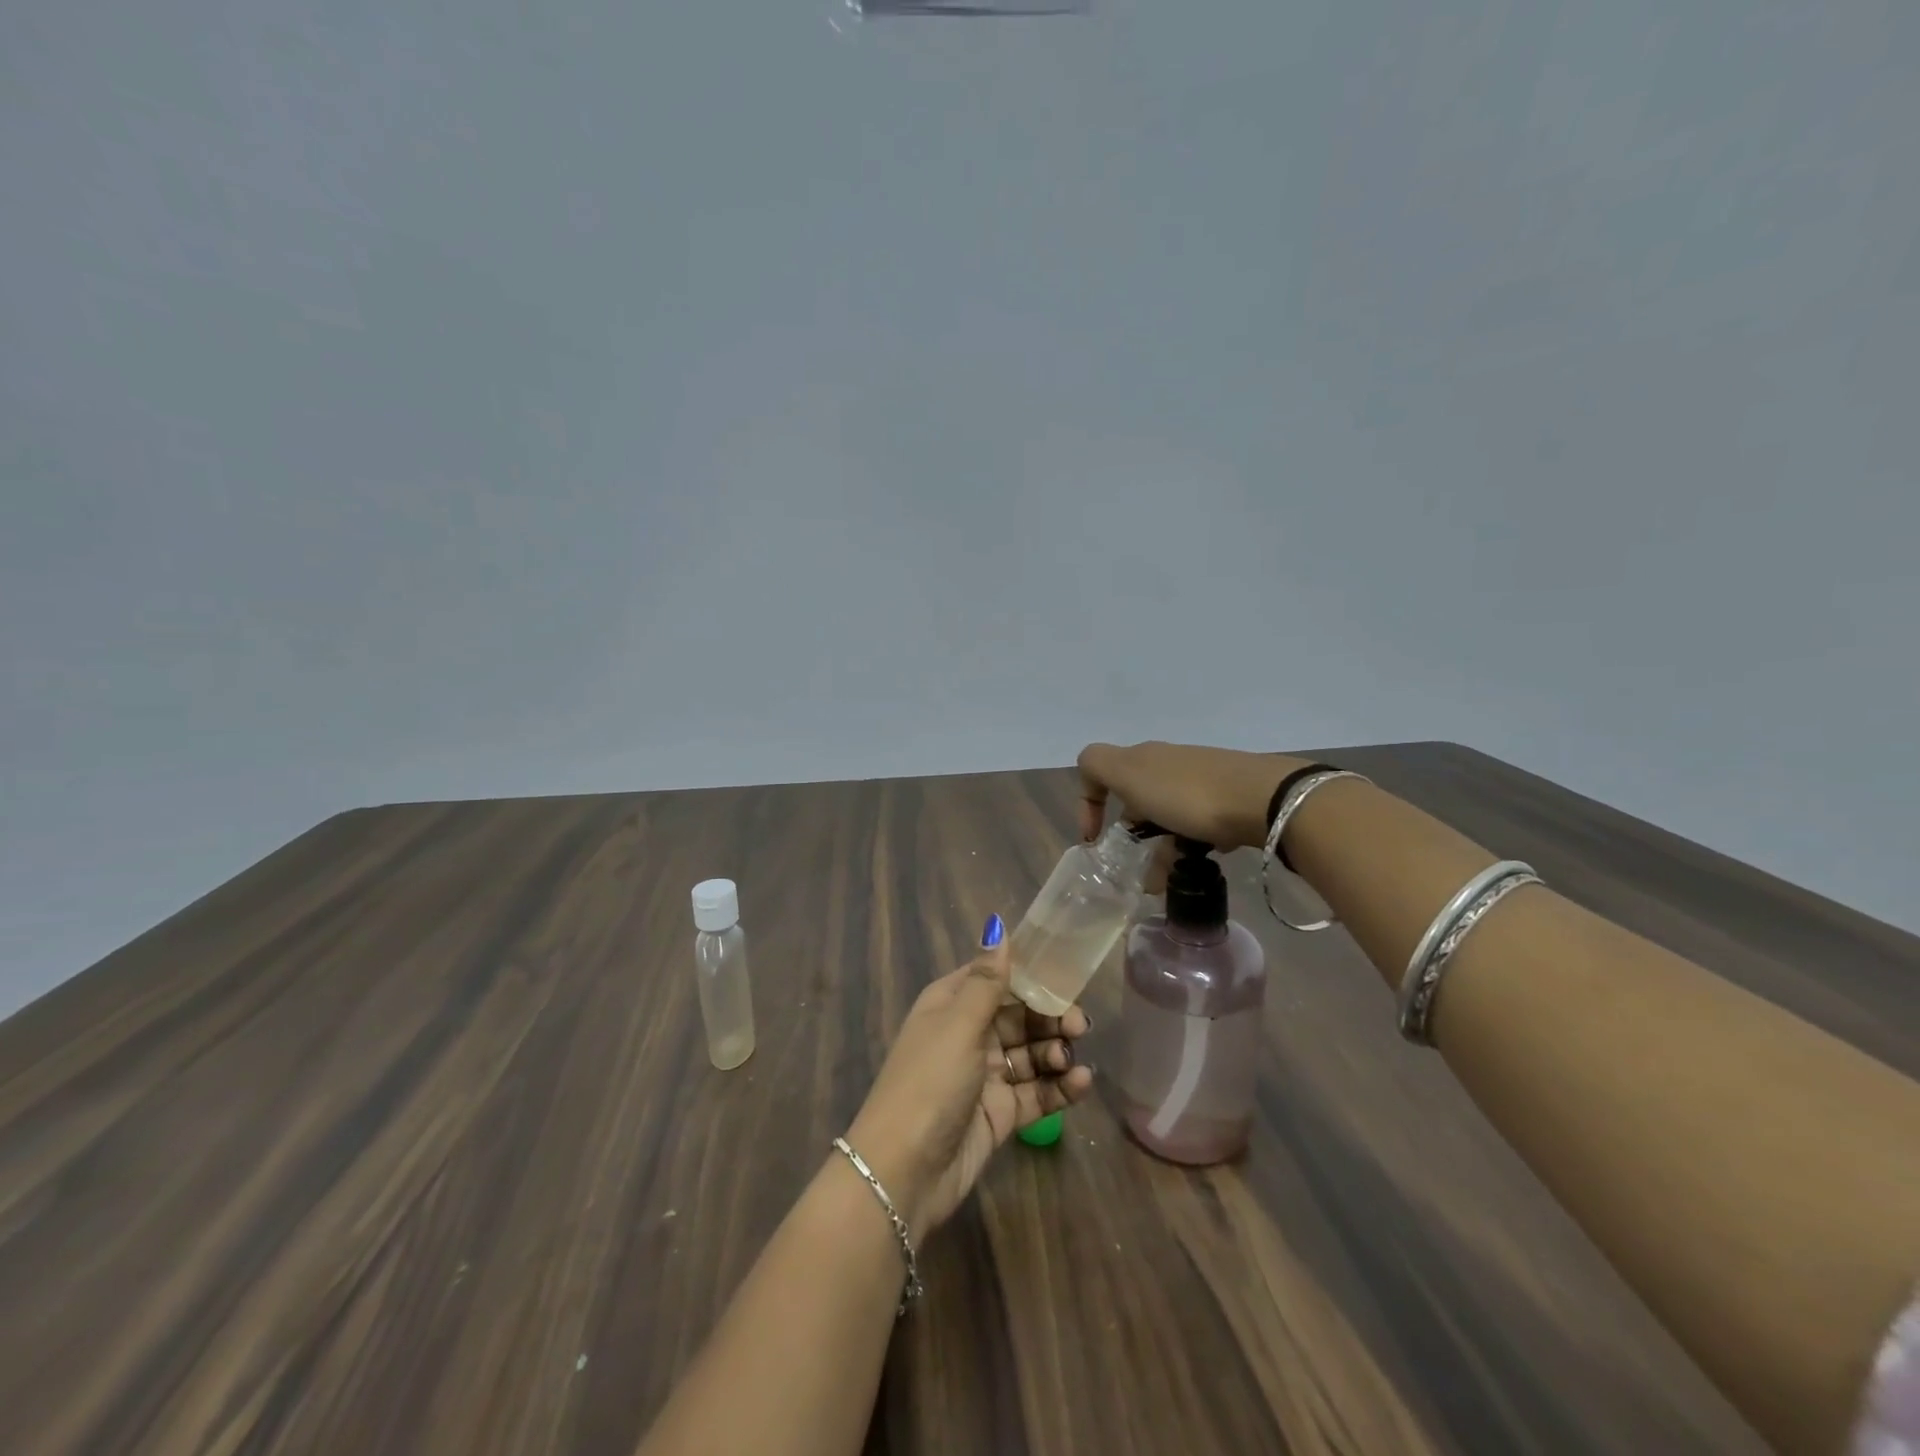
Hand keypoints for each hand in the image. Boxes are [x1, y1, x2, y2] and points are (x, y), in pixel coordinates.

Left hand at [845, 917, 1093, 1233]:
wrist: (903, 1172)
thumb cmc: (929, 1081)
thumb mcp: (959, 1024)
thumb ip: (987, 979)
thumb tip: (997, 925)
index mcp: (951, 1004)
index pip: (996, 978)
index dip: (1031, 976)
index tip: (1066, 977)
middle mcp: (967, 1034)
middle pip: (1019, 1016)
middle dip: (1050, 1018)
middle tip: (1079, 1026)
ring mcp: (984, 1077)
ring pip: (1030, 1055)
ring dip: (1055, 1053)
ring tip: (1070, 1060)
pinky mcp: (998, 1114)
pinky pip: (1035, 1093)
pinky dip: (1058, 1088)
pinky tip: (1081, 1084)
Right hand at [1076, 741, 1306, 851]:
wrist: (1265, 798)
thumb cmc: (1187, 793)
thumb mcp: (1129, 774)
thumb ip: (1097, 766)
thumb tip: (1089, 775)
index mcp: (1142, 758)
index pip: (1100, 771)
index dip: (1089, 803)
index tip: (1094, 840)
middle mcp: (1169, 764)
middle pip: (1136, 799)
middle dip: (1132, 837)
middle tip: (1137, 873)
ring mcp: (1201, 780)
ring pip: (1168, 817)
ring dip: (1161, 850)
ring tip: (1168, 884)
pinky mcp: (1229, 799)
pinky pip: (1198, 825)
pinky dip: (1191, 845)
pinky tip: (1200, 862)